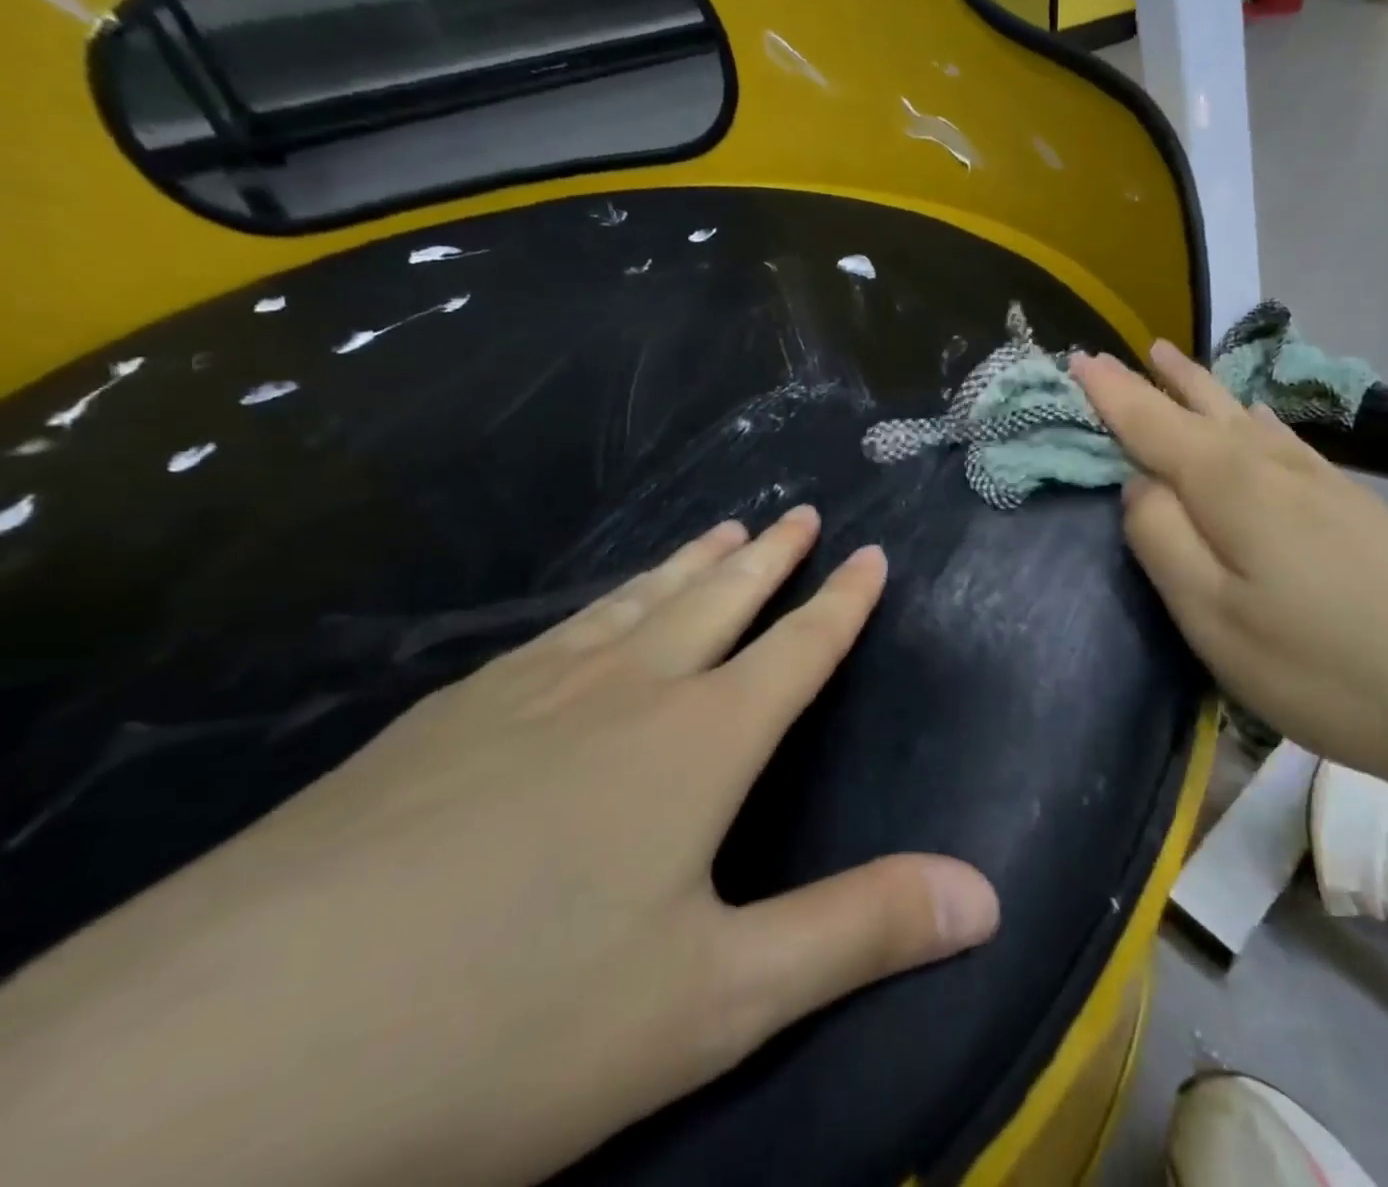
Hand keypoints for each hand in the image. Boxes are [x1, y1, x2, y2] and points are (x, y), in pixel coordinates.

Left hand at [0, 508, 998, 1186]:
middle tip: (796, 513)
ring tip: (719, 530)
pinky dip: (599, 607)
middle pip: (716, 601)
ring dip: (687, 566)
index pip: (796, 649)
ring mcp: (522, 695)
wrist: (207, 1068)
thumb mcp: (714, 1002)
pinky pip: (555, 634)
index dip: (841, 602)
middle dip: (768, 558)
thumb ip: (858, 934)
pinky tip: (589, 615)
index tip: (869, 551)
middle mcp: (622, 692)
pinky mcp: (438, 721)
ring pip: (633, 605)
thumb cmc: (507, 1029)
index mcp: (696, 743)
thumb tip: (988, 896)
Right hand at [1072, 344, 1387, 794]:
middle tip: (1128, 352)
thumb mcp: (1211, 615)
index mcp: (1228, 484)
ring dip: (1203, 387)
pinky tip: (1255, 421)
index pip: (1152, 421)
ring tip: (1176, 363)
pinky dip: (1248, 416)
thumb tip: (1138, 484)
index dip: (1111, 391)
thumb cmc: (1319, 665)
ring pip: (1244, 415)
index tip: (1076, 358)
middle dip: (1159, 379)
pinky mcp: (1353, 505)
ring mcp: (1321, 481)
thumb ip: (1162, 539)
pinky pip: (1280, 437)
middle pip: (1203, 405)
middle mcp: (1272, 464)